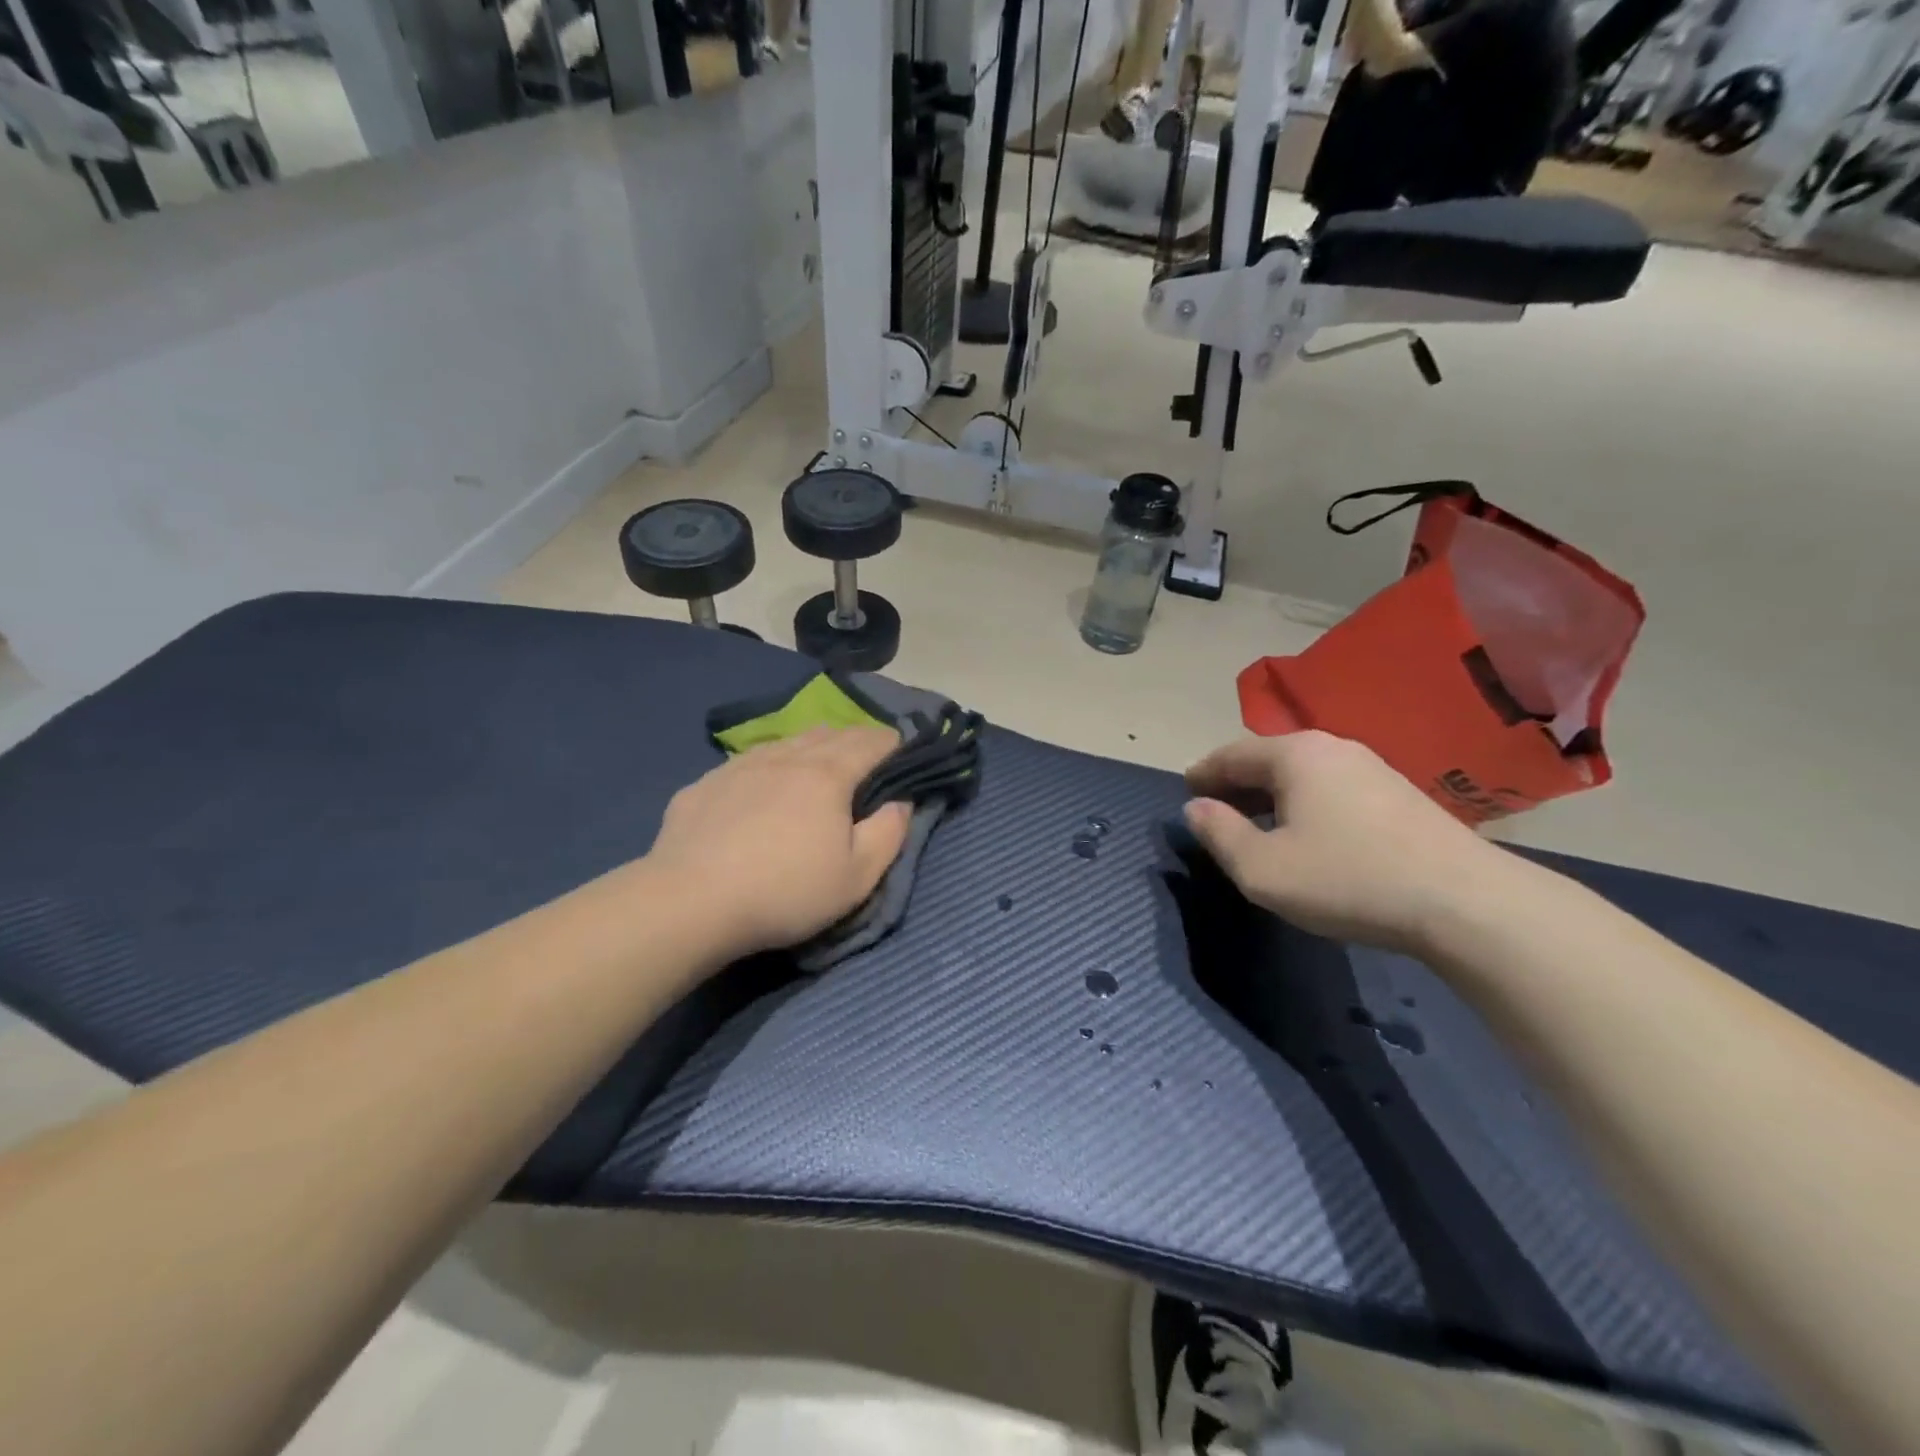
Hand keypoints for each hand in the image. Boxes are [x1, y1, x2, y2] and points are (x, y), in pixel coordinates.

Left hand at [645, 727, 912, 960]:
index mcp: (828, 776)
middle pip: (829, 734)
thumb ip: (889, 834)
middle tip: (866, 756)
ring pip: (786, 742)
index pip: (870, 743)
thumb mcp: (857, 877)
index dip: (892, 743)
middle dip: (855, 740)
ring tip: (817, 762)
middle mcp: (786, 758)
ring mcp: (740, 767)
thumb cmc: (786, 892)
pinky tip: (762, 785)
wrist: (690, 903)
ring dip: (811, 746)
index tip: (903, 750)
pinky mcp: (704, 784)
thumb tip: (901, 802)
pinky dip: (769, 765)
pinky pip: (748, 761)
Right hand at [1183, 731, 1511, 954]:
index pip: (1233, 753)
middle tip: (1214, 806)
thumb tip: (1196, 808)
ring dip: (1271, 792)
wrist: (1464, 902)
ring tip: (1256, 821)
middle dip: (1236, 781)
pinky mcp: (1400, 794)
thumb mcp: (1262, 869)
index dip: (1204, 772)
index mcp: (1294, 755)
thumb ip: (1219, 834)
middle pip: (1269, 757)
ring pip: (1303, 772)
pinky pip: (1332, 787)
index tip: (1186, 788)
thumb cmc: (1347, 879)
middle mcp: (1332, 748)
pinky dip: (1304, 801)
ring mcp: (1372, 768)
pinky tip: (1308, 831)